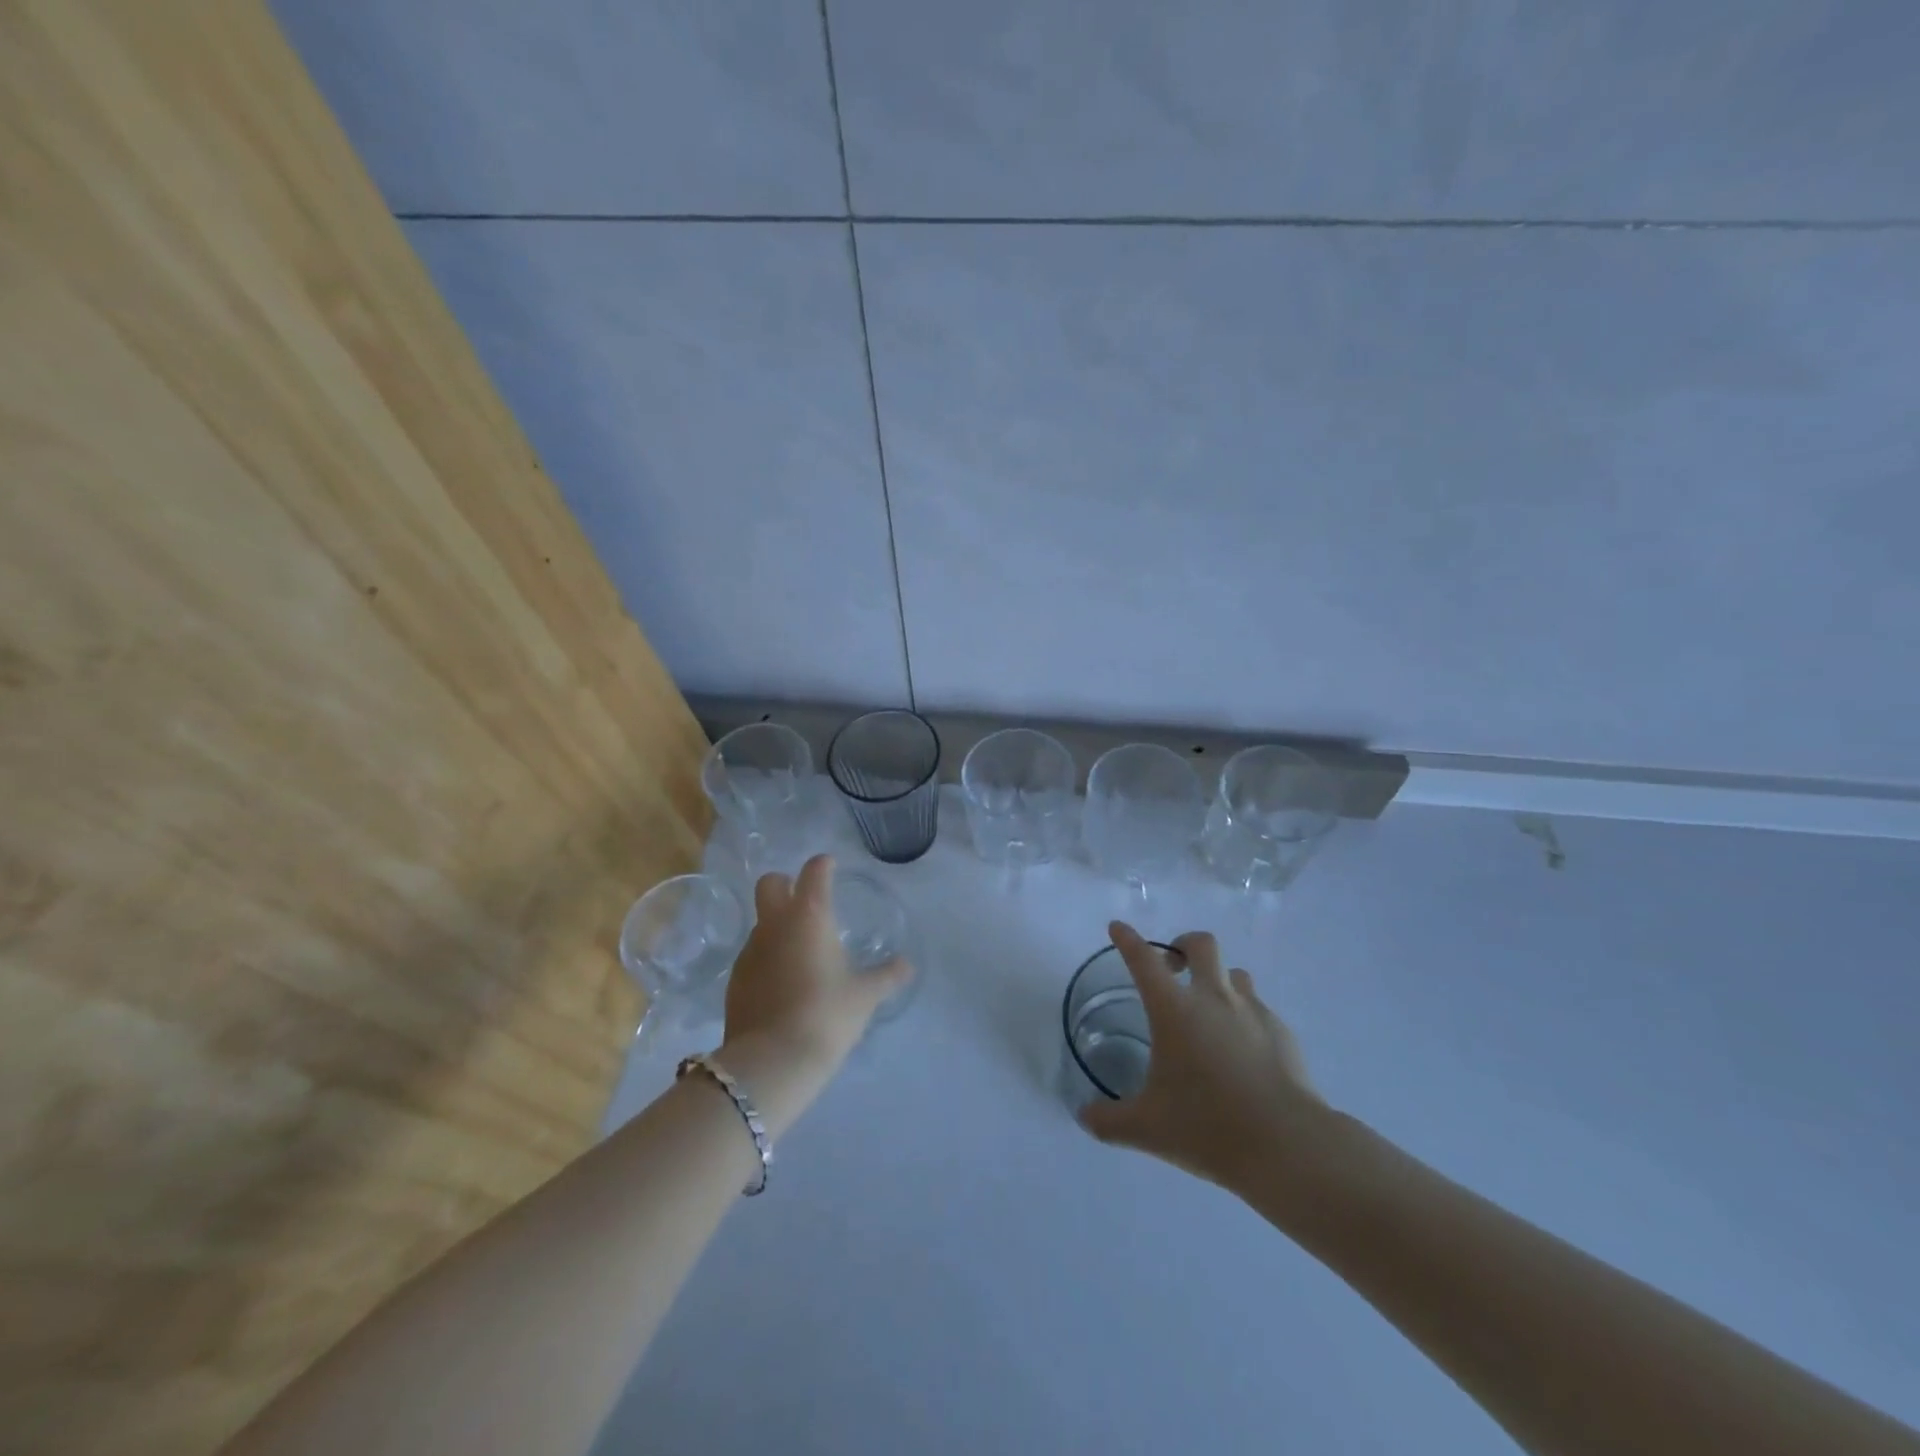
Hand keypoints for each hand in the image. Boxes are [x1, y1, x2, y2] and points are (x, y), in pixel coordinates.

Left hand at [713, 855, 911, 1137]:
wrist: (772, 1061)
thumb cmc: (827, 1015)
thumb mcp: (865, 996)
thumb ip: (887, 976)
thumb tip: (907, 965)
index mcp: (810, 916)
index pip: (814, 872)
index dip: (823, 865)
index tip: (831, 866)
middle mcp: (775, 924)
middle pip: (770, 883)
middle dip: (785, 883)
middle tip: (805, 901)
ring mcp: (750, 950)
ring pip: (761, 922)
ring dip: (778, 927)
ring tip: (801, 955)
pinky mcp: (735, 979)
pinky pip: (753, 955)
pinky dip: (768, 959)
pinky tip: (783, 985)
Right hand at [1078, 921, 1329, 1191]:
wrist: (1288, 1145)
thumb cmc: (1208, 1127)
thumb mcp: (1146, 1129)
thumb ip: (1108, 1120)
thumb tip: (1085, 1116)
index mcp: (1174, 1010)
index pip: (1143, 960)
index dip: (1128, 940)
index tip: (1118, 928)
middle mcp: (1213, 998)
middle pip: (1200, 944)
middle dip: (1183, 944)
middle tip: (1173, 969)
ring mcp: (1252, 1011)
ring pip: (1234, 973)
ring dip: (1217, 981)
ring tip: (1210, 1012)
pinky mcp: (1282, 1032)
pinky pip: (1258, 1008)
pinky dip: (1245, 1017)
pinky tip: (1243, 1052)